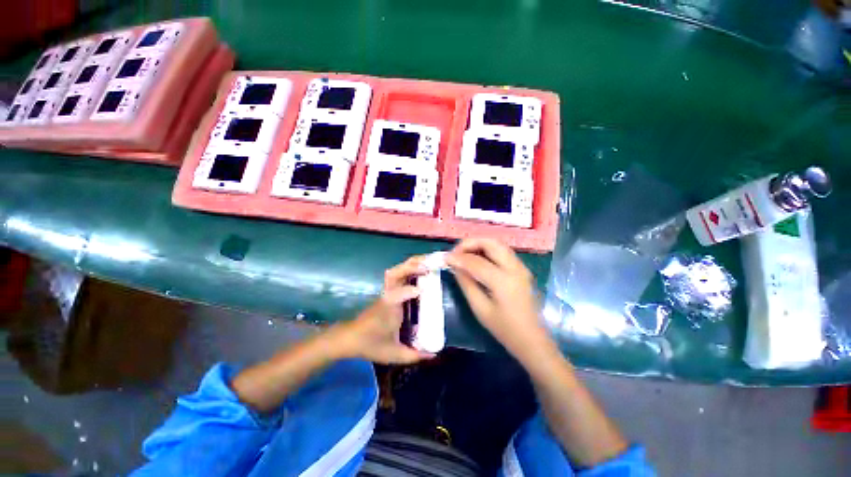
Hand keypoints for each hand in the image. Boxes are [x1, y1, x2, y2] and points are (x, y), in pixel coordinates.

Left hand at [333, 256, 434, 364]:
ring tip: (427, 263)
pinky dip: (408, 270)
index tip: (421, 291)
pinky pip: (397, 275)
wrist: (350, 339)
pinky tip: (420, 271)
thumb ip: (414, 355)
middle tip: (429, 265)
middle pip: (396, 273)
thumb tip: (434, 355)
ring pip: (396, 271)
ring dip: (411, 265)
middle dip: (411, 266)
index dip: (408, 291)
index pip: (397, 294)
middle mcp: (388, 296)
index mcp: (388, 309)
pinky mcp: (387, 292)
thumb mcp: (393, 354)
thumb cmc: (370, 344)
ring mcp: (386, 292)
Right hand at [446, 238, 550, 359]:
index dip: (458, 258)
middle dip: (470, 243)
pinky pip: (502, 251)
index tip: (445, 258)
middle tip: (456, 252)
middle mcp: (515, 268)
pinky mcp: (522, 269)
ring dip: (479, 244)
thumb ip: (466, 283)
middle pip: (491, 243)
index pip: (476, 262)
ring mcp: (521, 267)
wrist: (532, 340)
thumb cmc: (504, 329)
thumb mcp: (480, 309)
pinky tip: (477, 259)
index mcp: (504, 281)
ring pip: (498, 244)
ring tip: (464, 254)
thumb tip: (455, 266)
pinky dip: (487, 250)